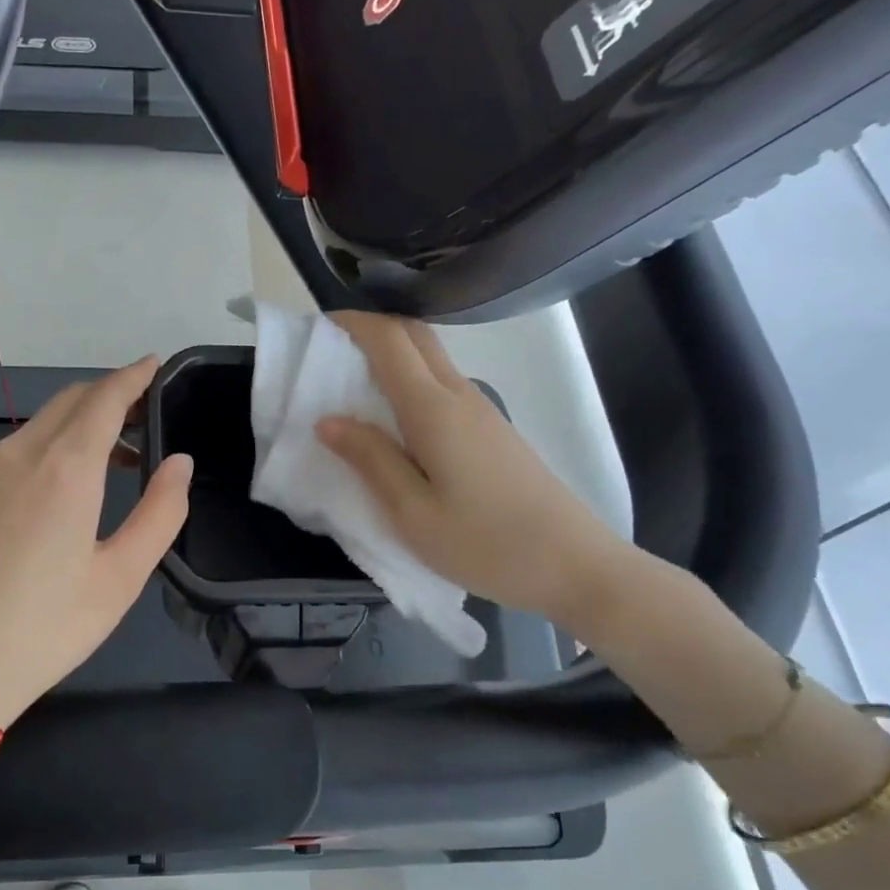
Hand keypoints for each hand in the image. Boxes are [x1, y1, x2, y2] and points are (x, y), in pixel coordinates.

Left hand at [0, 357, 191, 729]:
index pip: (104, 398)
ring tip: (119, 456)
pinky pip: (20, 450)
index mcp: (65, 468)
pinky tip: (67, 487)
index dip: (133, 376)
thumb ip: (160, 513)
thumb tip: (179, 462)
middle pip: (70, 400)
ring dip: (82, 422)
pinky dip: (54, 445)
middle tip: (147, 414)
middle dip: (110, 394)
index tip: (155, 364)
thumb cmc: (45, 628)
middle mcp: (21, 455)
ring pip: (42, 423)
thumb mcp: (121, 578)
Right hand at [317, 313, 628, 628]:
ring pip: (430, 360)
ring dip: (389, 356)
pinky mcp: (492, 431)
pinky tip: (390, 422)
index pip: (389, 340)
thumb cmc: (486, 545)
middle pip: (414, 336)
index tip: (315, 331)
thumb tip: (328, 420)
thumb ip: (371, 460)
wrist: (575, 566)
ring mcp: (481, 411)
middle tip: (328, 355)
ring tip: (348, 389)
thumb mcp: (413, 514)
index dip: (351, 323)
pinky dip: (408, 383)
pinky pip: (442, 387)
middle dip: (369, 330)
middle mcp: (459, 396)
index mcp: (434, 410)